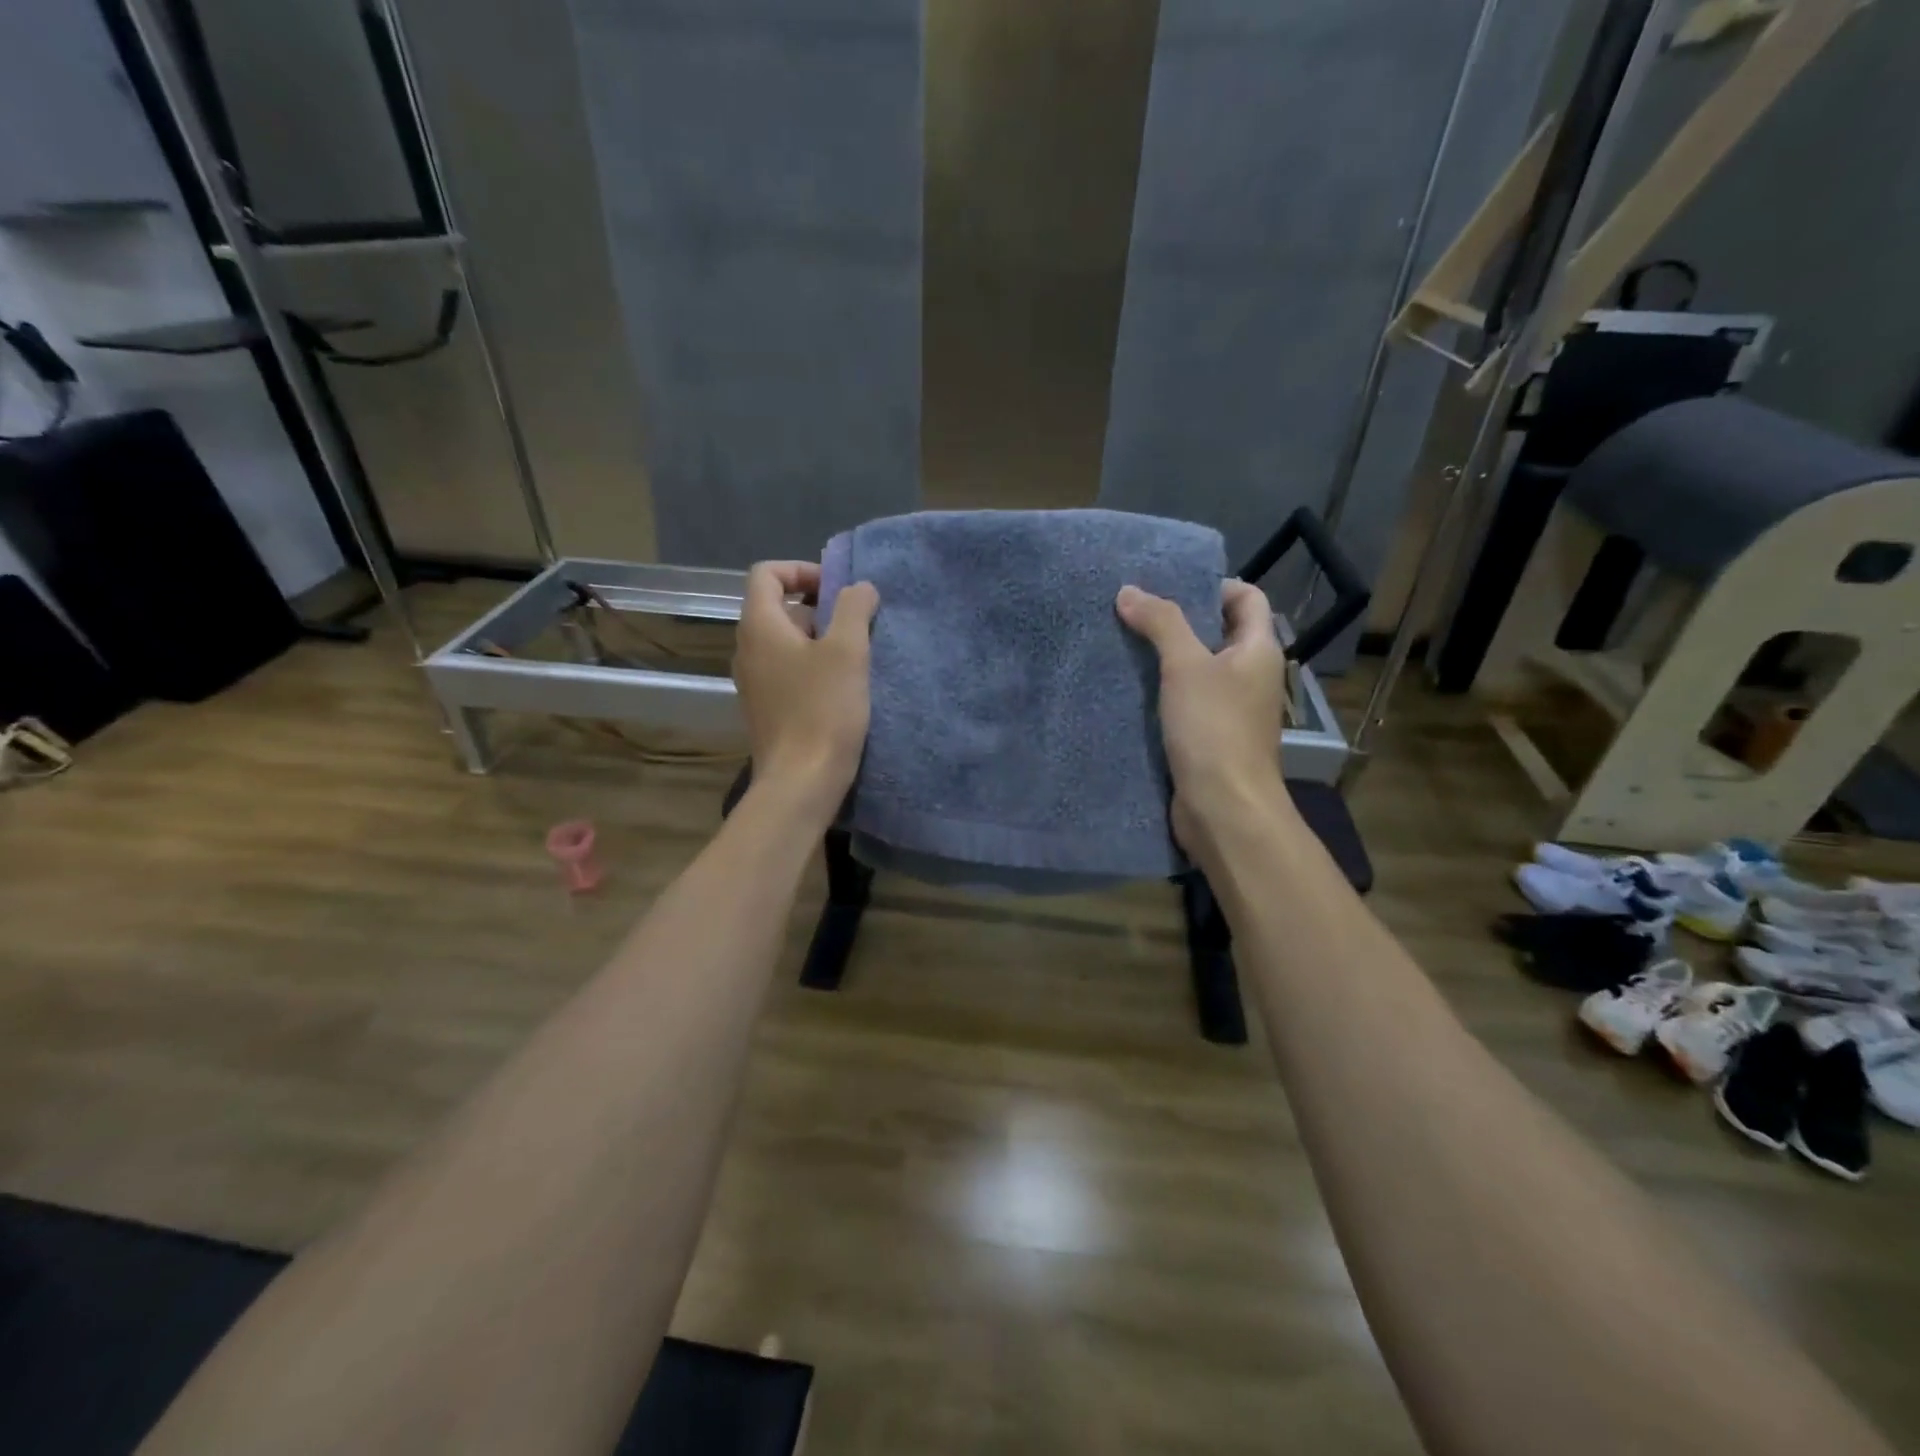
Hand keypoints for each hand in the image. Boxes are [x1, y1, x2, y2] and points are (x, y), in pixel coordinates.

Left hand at [733, 561, 879, 826]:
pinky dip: (813, 668)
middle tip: (856, 627)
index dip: (802, 570)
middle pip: (779, 608)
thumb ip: (854, 608)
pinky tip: (843, 689)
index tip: (838, 590)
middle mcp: (747, 649)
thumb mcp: (847, 651)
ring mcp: (754, 682)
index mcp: (759, 626)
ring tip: (856, 658)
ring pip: (786, 643)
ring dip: (821, 640)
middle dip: (820, 608)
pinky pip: (788, 671)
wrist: (801, 782)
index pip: (767, 574)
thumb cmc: (823, 710)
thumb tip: (859, 588)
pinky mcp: (766, 709)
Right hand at [1116, 580, 1291, 853]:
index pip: (1246, 598)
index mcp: (1259, 650)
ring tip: (1123, 645)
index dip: (1212, 586)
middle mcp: (1250, 676)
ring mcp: (1231, 710)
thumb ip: (1161, 623)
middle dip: (1179, 621)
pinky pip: (1186, 702)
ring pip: (1198, 670)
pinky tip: (1128, 689)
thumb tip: (1129, 590)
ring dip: (1165, 658)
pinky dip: (1161, 693)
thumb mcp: (1186, 666)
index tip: (1167, 587)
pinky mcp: (1209, 737)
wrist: (1224, 809)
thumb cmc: (1214, 729)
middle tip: (1134, 612)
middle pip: (1218, 633)